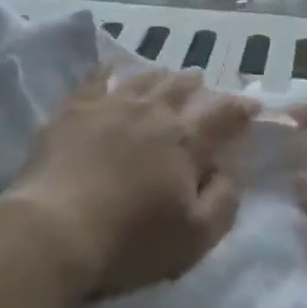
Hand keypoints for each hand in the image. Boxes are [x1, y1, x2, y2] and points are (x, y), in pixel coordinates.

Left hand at [0, 65, 256, 307]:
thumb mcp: (194, 238)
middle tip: (203, 86)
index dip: (241, 108)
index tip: (252, 105)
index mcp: (184, 139)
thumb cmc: (129, 241)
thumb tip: (228, 172)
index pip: (223, 114)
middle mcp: (152, 111)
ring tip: (167, 75)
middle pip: (182, 87)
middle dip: (198, 86)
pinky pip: (96, 77)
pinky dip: (109, 69)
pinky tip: (112, 66)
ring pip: (145, 78)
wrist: (54, 230)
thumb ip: (223, 202)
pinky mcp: (74, 109)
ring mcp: (111, 104)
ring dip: (161, 76)